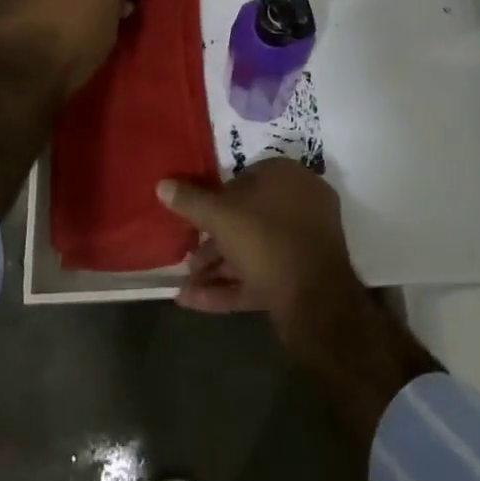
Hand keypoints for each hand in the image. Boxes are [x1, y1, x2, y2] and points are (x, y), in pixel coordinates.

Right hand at [157, 159, 366, 354]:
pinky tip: (193, 301)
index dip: (215, 201)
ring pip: (253, 250)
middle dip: (213, 242)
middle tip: (189, 259)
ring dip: (218, 267)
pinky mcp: (301, 278)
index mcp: (286, 176)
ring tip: (185, 285)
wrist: (317, 303)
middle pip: (247, 218)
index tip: (195, 220)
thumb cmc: (267, 241)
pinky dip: (230, 286)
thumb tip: (162, 184)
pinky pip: (261, 275)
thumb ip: (191, 201)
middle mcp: (299, 203)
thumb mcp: (222, 217)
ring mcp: (303, 242)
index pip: (244, 179)